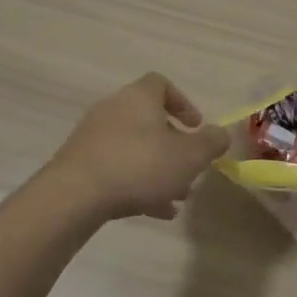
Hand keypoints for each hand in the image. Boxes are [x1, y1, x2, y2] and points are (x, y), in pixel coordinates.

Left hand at [47, 73, 229, 221]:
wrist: (75, 195)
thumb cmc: (140, 165)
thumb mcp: (189, 156)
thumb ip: (211, 143)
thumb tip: (221, 133)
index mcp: (139, 97)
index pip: (162, 84)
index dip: (183, 103)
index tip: (196, 127)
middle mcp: (114, 109)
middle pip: (148, 120)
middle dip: (173, 145)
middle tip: (189, 167)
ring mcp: (93, 136)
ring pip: (133, 147)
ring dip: (157, 168)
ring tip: (176, 196)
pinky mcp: (80, 163)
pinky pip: (116, 168)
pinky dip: (136, 183)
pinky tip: (155, 211)